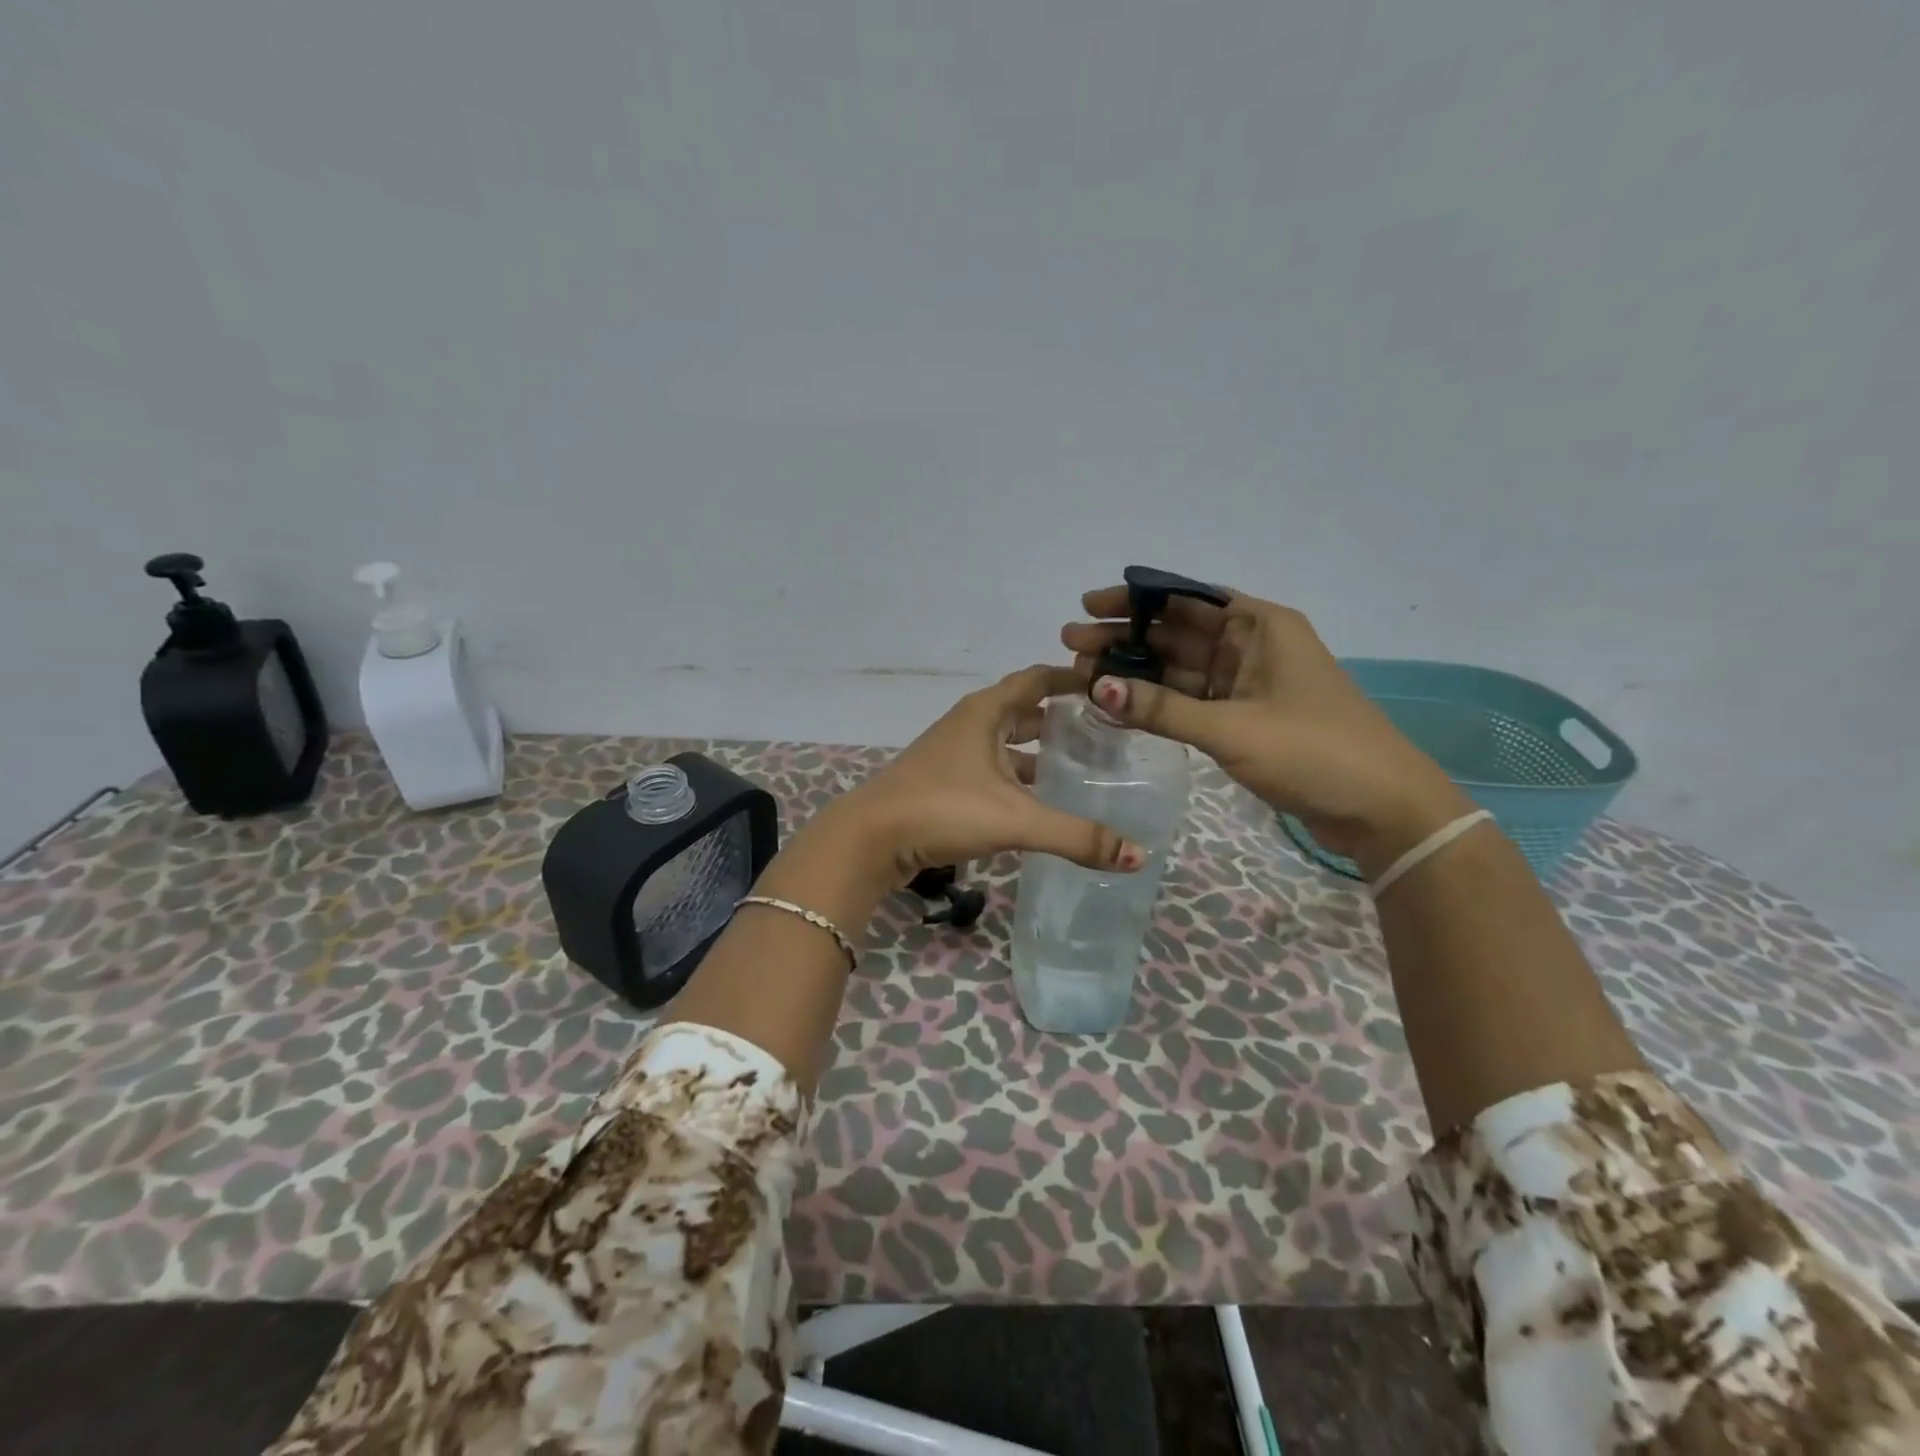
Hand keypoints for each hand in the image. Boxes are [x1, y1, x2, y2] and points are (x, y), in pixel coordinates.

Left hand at [815, 665, 1145, 890]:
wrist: (869, 838)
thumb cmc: (942, 809)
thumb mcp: (1015, 820)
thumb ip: (1076, 836)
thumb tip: (1138, 855)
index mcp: (986, 712)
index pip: (1037, 679)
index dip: (1071, 678)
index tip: (1107, 684)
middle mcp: (969, 724)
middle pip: (1023, 710)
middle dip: (1060, 718)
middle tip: (1104, 732)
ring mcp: (952, 753)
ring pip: (1005, 743)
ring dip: (1037, 751)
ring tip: (1079, 767)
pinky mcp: (943, 782)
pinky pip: (991, 769)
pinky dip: (1016, 776)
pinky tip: (1035, 800)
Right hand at [1062, 587, 1471, 876]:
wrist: (1381, 808)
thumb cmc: (1314, 751)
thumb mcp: (1232, 728)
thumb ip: (1163, 709)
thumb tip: (1098, 687)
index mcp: (1260, 626)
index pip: (1186, 598)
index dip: (1134, 599)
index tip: (1088, 606)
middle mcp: (1251, 646)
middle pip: (1176, 632)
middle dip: (1125, 637)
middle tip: (1071, 644)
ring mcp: (1247, 684)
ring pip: (1179, 669)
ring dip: (1135, 671)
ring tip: (1082, 674)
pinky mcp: (1243, 718)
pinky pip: (1189, 701)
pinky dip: (1156, 703)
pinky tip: (1118, 705)